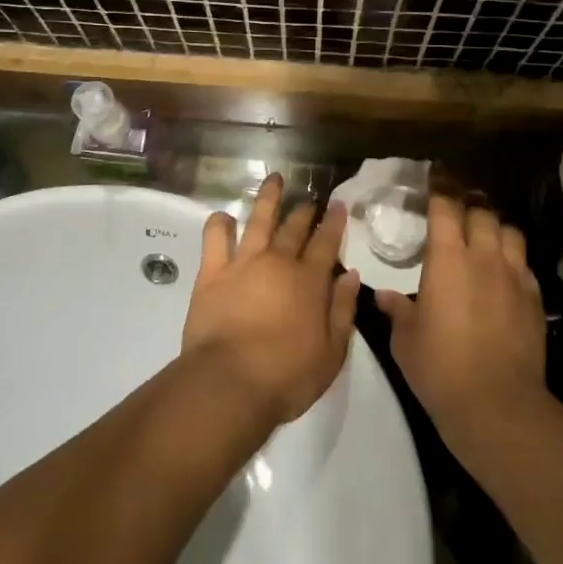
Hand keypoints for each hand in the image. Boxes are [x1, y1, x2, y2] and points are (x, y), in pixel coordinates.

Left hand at [182, 174, 360, 425]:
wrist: (230, 384)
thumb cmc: (287, 376)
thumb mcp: (332, 352)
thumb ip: (343, 310)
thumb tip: (350, 275)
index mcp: (309, 280)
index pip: (327, 242)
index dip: (334, 221)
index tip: (338, 204)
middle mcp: (278, 262)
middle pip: (294, 227)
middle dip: (304, 210)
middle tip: (310, 198)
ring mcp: (243, 263)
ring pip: (257, 220)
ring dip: (267, 198)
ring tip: (274, 179)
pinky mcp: (212, 273)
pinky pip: (214, 238)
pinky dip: (219, 223)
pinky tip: (224, 216)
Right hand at [375, 198, 548, 469]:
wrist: (497, 404)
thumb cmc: (440, 367)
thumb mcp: (405, 339)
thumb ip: (397, 310)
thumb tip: (385, 296)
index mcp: (448, 259)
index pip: (446, 208)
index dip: (440, 189)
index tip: (434, 178)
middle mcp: (484, 257)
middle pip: (481, 213)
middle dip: (468, 207)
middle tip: (456, 212)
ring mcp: (514, 277)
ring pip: (509, 232)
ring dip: (495, 229)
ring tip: (484, 238)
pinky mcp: (534, 299)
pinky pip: (524, 265)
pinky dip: (513, 261)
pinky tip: (503, 276)